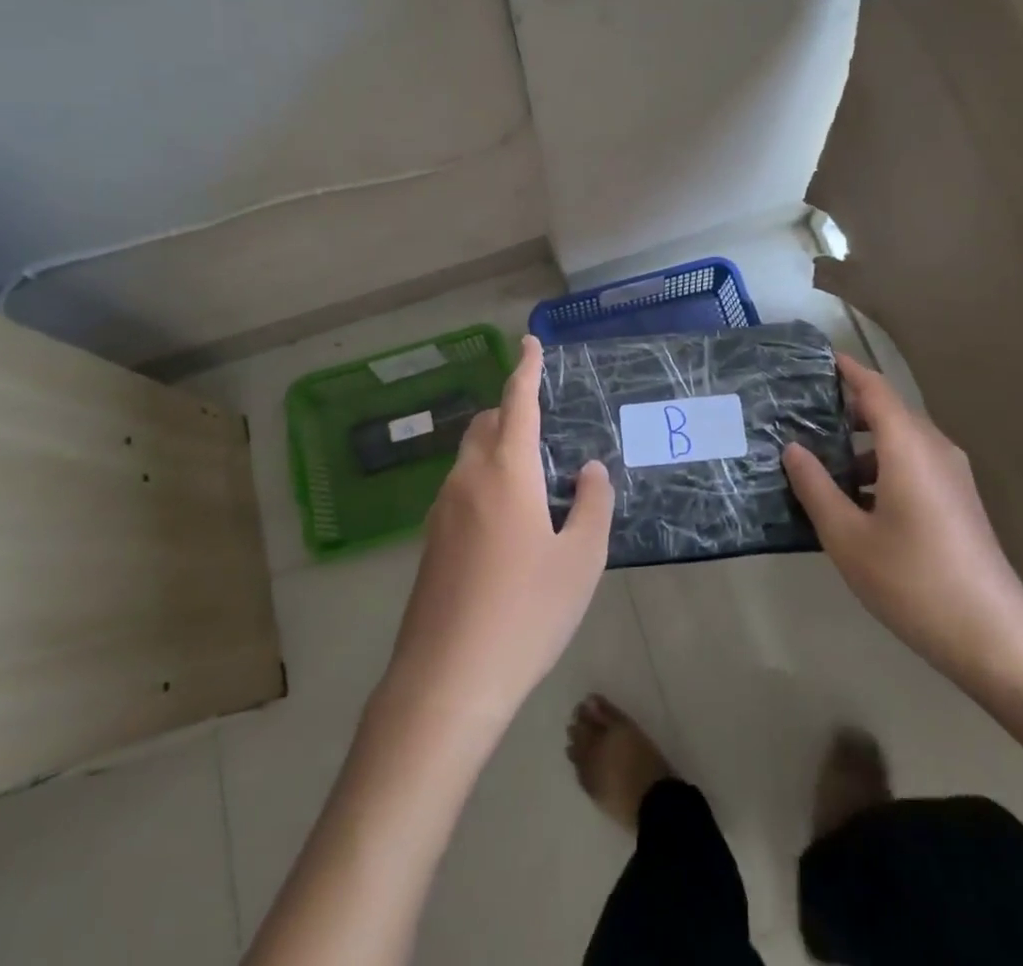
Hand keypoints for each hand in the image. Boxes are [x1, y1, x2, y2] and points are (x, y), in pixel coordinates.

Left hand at [381, 335, 613, 730]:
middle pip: (486, 424)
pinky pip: (461, 488)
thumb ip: (592, 504)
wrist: (447, 680)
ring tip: (532, 475)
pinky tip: (507, 520)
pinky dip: (484, 479)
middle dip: (511, 409)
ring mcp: (442, 510)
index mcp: (506, 471)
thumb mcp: (580, 560)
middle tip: (543, 422)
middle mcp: (468, 478)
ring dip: (497, 446)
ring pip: (470, 456)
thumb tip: (590, 468)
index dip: (525, 368)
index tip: (528, 342)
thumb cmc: (525, 613)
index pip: (517, 402)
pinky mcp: (431, 541)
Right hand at [782, 354, 1022, 693]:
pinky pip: (914, 465)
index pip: (874, 389)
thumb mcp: (847, 536)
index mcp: (908, 446)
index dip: (846, 370)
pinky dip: (882, 466)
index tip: (816, 360)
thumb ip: (816, 487)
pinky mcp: (958, 502)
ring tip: (820, 461)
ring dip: (862, 444)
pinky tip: (854, 500)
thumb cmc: (912, 579)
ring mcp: (952, 476)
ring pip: (901, 441)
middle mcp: (934, 450)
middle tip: (801, 415)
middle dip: (847, 408)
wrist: (994, 637)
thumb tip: (793, 449)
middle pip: (888, 412)